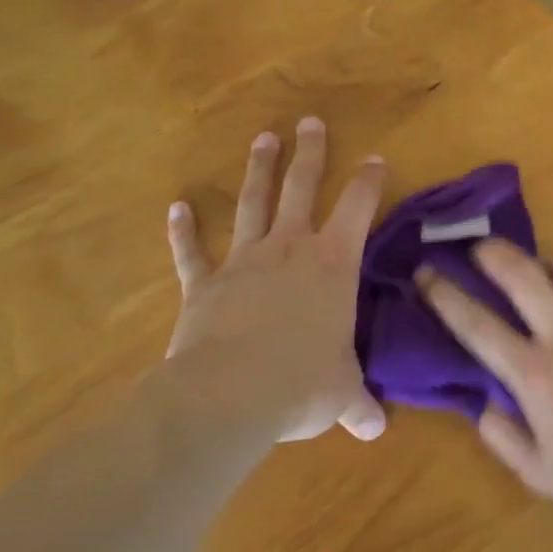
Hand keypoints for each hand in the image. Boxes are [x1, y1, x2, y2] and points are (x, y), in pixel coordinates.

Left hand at [165, 118, 388, 441]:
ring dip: (258, 171)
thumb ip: (358, 405)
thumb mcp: (341, 396)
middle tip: (310, 122)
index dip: (370, 181)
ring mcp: (243, 262)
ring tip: (264, 138)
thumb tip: (376, 430)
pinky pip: (191, 253)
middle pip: (301, 188)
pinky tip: (176, 208)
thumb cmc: (301, 384)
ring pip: (253, 205)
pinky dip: (182, 232)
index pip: (359, 208)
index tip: (376, 159)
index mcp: (333, 265)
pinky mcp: (203, 284)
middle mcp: (290, 249)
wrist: (229, 395)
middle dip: (310, 153)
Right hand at [416, 239, 552, 521]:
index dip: (444, 294)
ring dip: (551, 265)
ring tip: (549, 276)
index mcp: (534, 375)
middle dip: (492, 252)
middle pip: (520, 273)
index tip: (426, 273)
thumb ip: (502, 436)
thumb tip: (482, 401)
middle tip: (481, 248)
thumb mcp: (540, 474)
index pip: (476, 324)